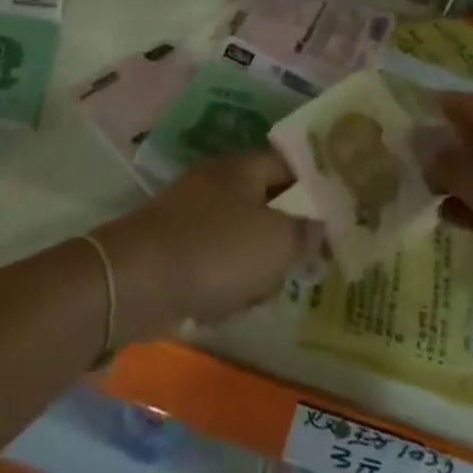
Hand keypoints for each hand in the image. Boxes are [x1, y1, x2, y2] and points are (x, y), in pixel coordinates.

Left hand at [95, 150, 321, 340]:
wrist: (136, 281)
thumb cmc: (216, 251)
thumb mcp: (276, 242)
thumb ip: (305, 233)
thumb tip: (318, 225)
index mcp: (243, 168)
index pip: (289, 164)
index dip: (315, 188)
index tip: (336, 216)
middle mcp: (217, 183)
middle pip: (266, 207)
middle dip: (281, 242)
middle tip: (293, 269)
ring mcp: (192, 215)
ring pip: (242, 241)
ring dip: (252, 272)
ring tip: (252, 295)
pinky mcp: (174, 248)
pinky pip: (213, 265)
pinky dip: (221, 287)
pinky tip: (219, 307)